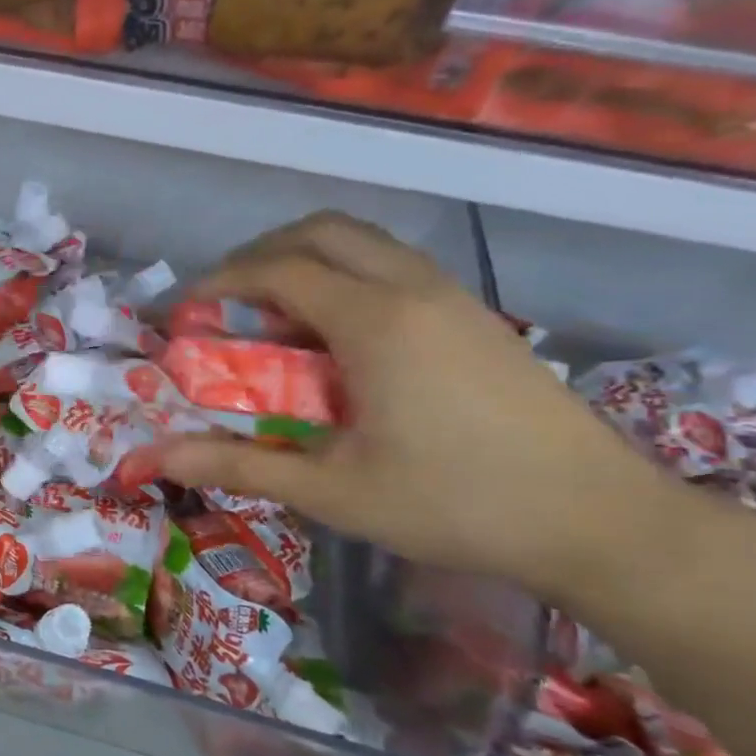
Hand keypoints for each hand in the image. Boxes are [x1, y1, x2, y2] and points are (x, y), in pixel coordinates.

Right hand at [143, 213, 676, 604]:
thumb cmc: (455, 504)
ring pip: (364, 243)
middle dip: (259, 255)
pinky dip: (346, 277)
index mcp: (374, 322)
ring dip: (306, 262)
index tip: (185, 314)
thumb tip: (154, 455)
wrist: (601, 522)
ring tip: (274, 318)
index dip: (220, 283)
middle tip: (225, 303)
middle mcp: (412, 290)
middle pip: (321, 232)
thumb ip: (237, 464)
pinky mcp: (476, 317)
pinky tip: (337, 339)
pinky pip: (394, 266)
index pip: (277, 270)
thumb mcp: (331, 490)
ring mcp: (453, 298)